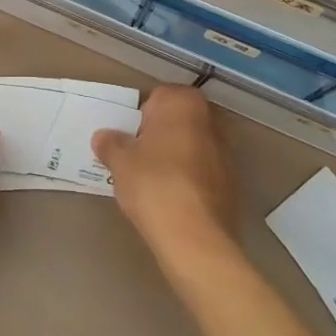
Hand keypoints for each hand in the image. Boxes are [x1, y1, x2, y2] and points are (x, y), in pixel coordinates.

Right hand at [92, 86, 238, 274]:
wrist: (195, 238)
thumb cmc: (154, 184)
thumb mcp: (120, 161)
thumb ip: (110, 144)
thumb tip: (104, 137)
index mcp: (184, 103)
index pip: (156, 98)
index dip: (138, 118)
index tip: (126, 139)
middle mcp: (211, 120)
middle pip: (176, 122)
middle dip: (157, 136)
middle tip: (134, 159)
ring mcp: (226, 152)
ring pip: (190, 146)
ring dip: (173, 158)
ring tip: (150, 183)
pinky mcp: (232, 183)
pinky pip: (201, 172)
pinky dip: (186, 179)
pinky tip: (169, 200)